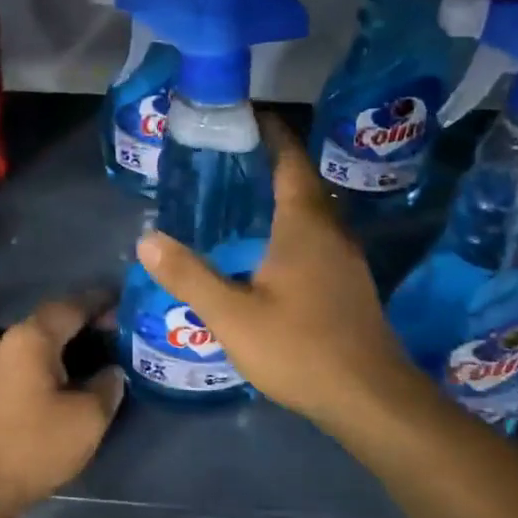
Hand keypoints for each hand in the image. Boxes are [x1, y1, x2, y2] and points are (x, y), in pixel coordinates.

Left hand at [0, 294, 123, 517]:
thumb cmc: (35, 446)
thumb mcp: (88, 418)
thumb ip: (107, 385)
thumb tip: (112, 371)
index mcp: (33, 337)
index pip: (73, 305)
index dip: (102, 302)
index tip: (127, 303)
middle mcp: (12, 340)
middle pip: (55, 317)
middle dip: (87, 319)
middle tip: (119, 329)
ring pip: (42, 338)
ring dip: (70, 339)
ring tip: (102, 349)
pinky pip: (31, 357)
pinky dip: (55, 356)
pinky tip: (74, 373)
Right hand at [135, 116, 417, 431]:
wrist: (370, 400)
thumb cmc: (300, 348)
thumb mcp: (233, 315)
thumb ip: (189, 276)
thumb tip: (147, 239)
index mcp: (305, 223)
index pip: (290, 159)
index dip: (270, 132)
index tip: (242, 117)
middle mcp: (331, 230)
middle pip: (301, 180)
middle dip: (268, 162)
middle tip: (224, 160)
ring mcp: (346, 257)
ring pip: (311, 210)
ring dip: (280, 195)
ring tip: (238, 199)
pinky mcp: (349, 282)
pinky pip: (316, 236)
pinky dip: (290, 225)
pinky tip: (265, 248)